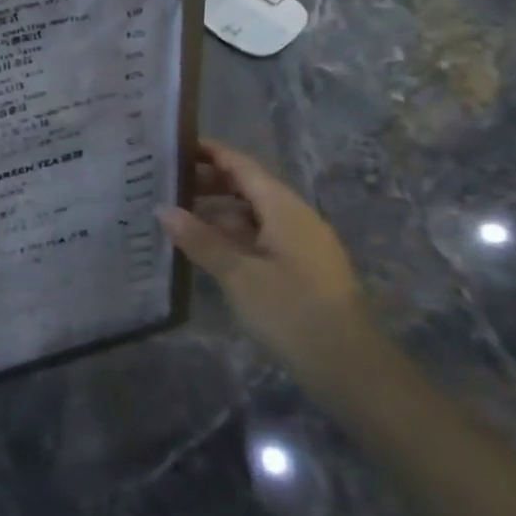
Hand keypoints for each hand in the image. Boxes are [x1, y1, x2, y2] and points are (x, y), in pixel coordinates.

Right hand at [158, 140, 374, 394]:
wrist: (352, 370)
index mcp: (285, 209)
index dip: (209, 153)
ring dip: (217, 212)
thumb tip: (163, 209)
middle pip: (248, 187)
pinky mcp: (302, 271)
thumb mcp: (239, 275)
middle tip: (164, 183)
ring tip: (176, 216)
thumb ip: (200, 239)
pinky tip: (206, 249)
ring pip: (253, 216)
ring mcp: (301, 246)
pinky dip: (231, 236)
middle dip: (208, 183)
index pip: (242, 166)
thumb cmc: (293, 312)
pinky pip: (260, 239)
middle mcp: (296, 219)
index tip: (173, 145)